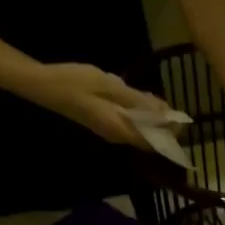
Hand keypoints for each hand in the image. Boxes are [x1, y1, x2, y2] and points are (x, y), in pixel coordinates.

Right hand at [29, 62, 166, 148]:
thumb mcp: (110, 86)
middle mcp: (117, 135)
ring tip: (153, 98)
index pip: (153, 141)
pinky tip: (136, 96)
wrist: (44, 85)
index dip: (170, 133)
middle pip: (148, 137)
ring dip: (149, 117)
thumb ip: (137, 101)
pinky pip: (127, 121)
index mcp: (120, 130)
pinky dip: (137, 112)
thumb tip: (163, 114)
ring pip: (138, 128)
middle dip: (161, 124)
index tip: (180, 117)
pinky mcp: (103, 121)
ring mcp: (109, 130)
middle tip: (166, 103)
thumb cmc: (76, 82)